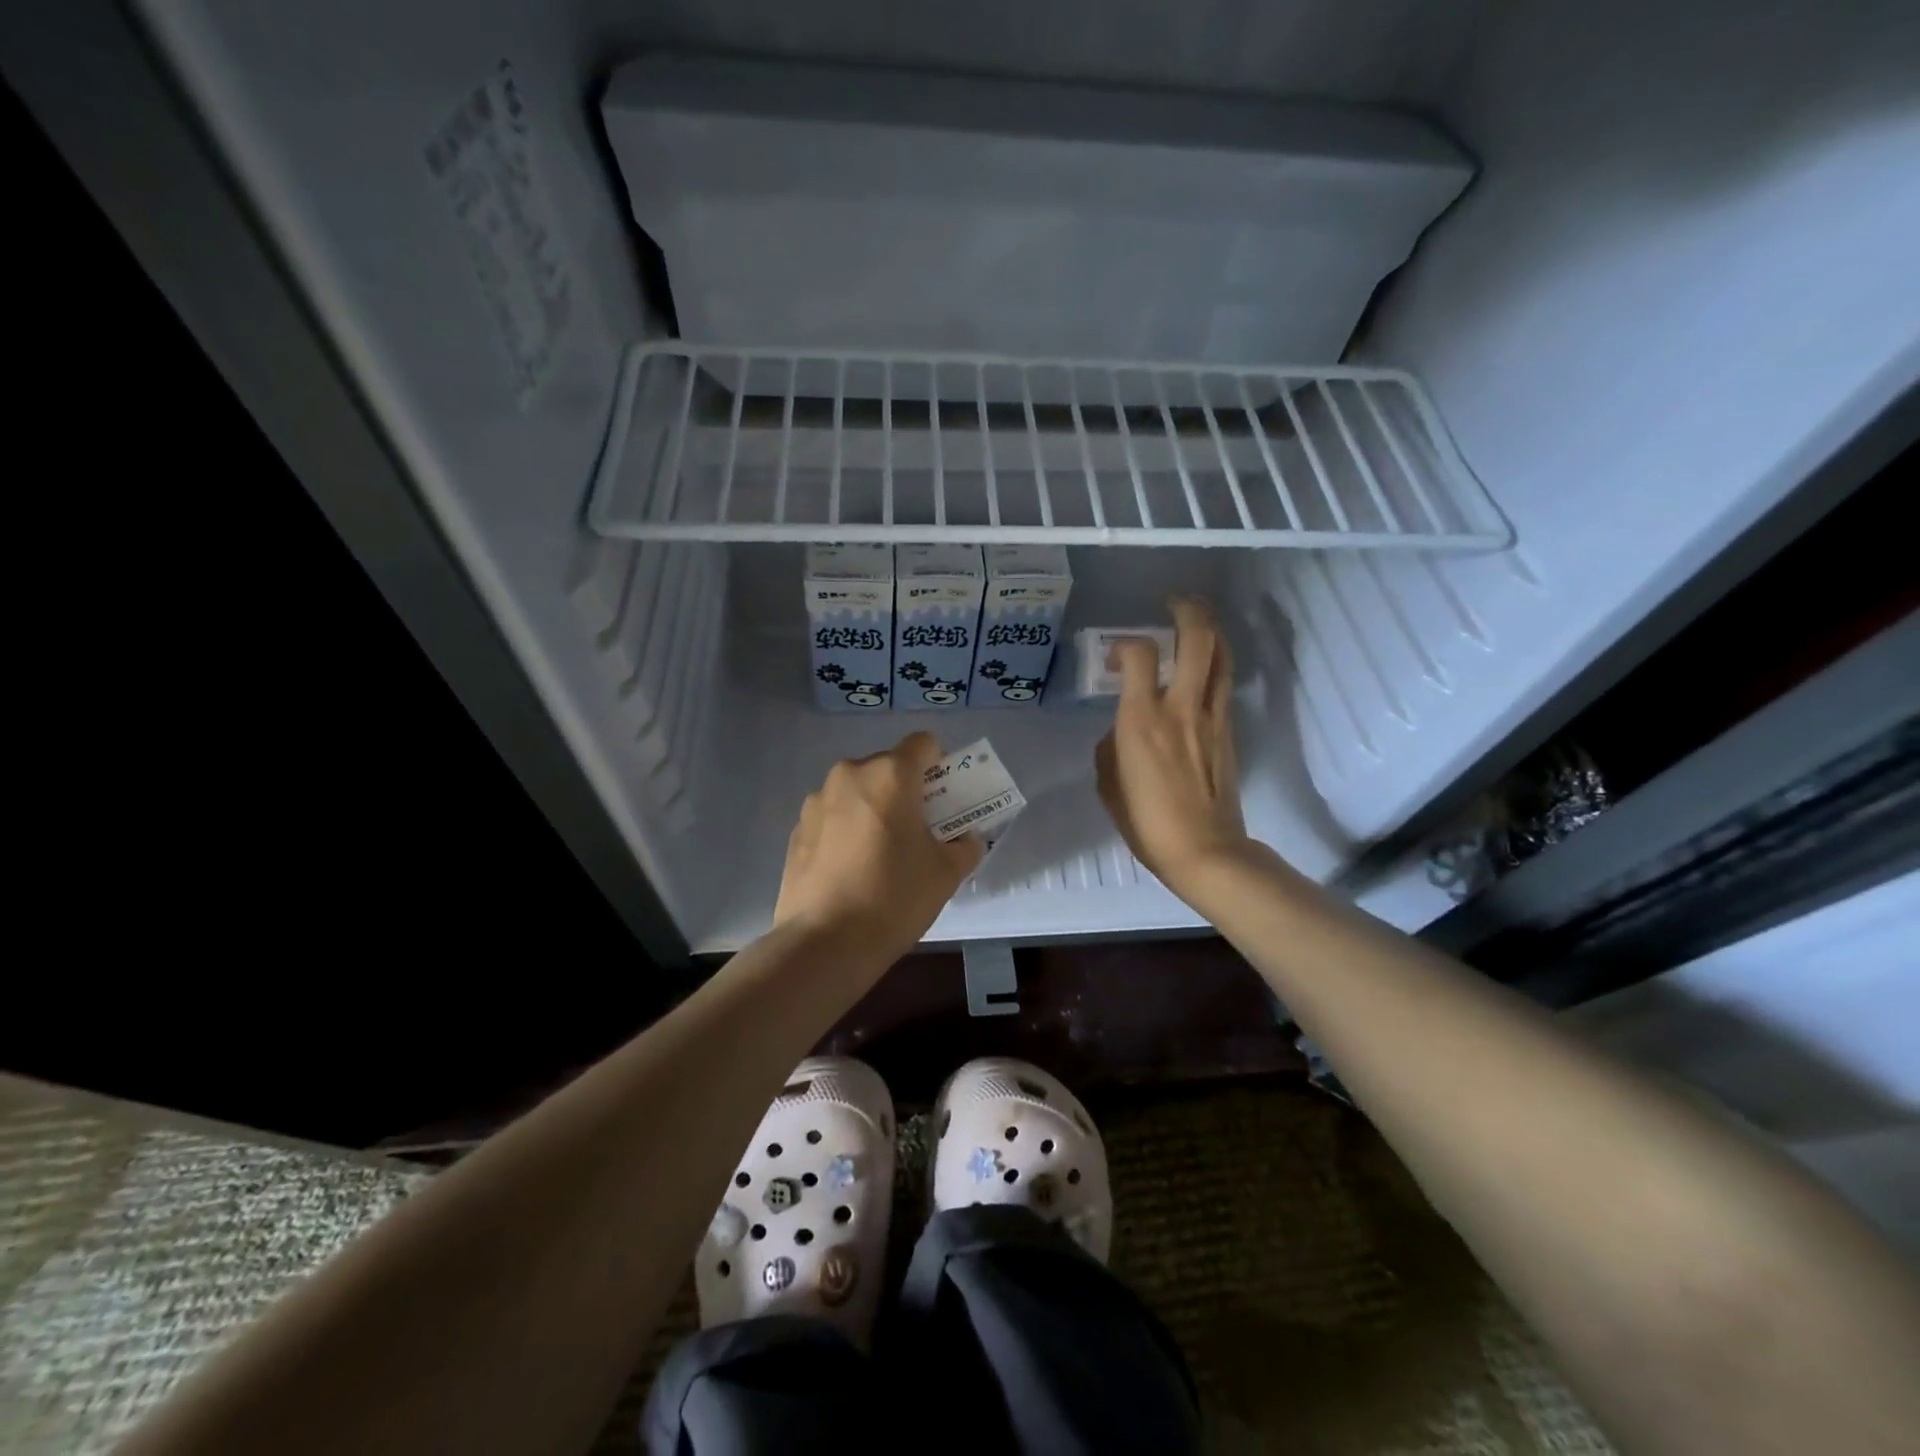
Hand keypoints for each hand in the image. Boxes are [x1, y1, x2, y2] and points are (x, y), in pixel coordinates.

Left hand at [775, 732, 983, 964]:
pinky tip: (851, 869)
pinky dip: (847, 829)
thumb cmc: (894, 897)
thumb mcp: (946, 873)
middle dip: (906, 790)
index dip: (940, 764)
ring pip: (857, 791)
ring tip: (880, 853)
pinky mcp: (796, 829)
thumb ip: (964, 846)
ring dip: (874, 808)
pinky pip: (833, 816)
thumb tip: (966, 839)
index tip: (944, 798)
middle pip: (888, 767)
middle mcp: (850, 775)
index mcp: (890, 775)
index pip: (923, 744)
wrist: (824, 942)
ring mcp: (817, 801)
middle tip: (917, 830)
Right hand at [1095, 596, 1250, 899]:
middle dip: (1187, 610)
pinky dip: (1216, 661)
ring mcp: (1211, 716)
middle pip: (1196, 639)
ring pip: (1221, 655)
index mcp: (1141, 719)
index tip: (1114, 659)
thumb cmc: (1146, 822)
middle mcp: (1179, 706)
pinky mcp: (1228, 730)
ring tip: (1196, 619)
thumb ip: (1112, 746)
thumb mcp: (1108, 783)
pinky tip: (1205, 663)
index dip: (1123, 644)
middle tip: (1173, 602)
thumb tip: (1122, 730)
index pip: (1138, 654)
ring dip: (1210, 629)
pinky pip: (1224, 682)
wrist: (1204, 850)